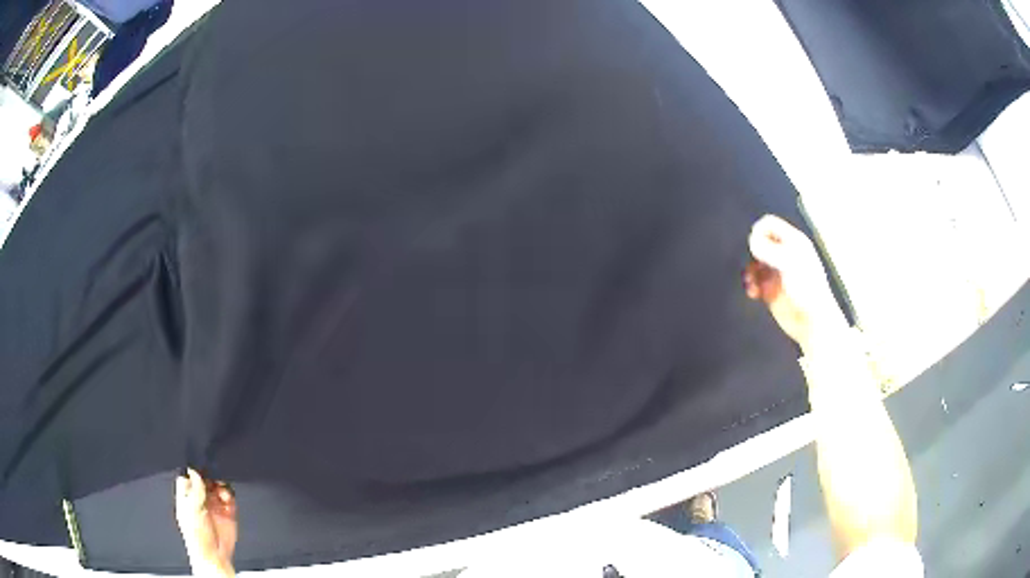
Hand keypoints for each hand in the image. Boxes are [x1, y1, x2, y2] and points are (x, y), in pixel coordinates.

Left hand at [175, 468, 237, 577]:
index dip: (194, 472)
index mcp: (187, 498)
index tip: (201, 468)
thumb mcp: (192, 510)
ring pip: (218, 487)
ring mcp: (214, 506)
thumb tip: (194, 471)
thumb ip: (194, 491)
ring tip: (222, 492)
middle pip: (205, 480)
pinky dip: (230, 496)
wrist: (214, 555)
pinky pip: (230, 498)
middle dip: (211, 477)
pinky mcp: (227, 513)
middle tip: (214, 478)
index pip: (188, 477)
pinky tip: (228, 499)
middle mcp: (200, 500)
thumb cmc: (197, 537)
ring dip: (221, 486)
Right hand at [743, 215, 846, 352]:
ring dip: (748, 271)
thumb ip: (768, 248)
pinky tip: (754, 293)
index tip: (754, 246)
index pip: (769, 224)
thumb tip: (751, 241)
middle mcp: (784, 254)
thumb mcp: (789, 261)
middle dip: (752, 253)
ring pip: (754, 262)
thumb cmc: (807, 289)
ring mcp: (777, 272)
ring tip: (751, 283)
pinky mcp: (771, 290)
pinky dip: (750, 285)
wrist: (812, 322)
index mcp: (793, 242)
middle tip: (755, 265)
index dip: (758, 231)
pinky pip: (754, 281)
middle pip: (759, 242)